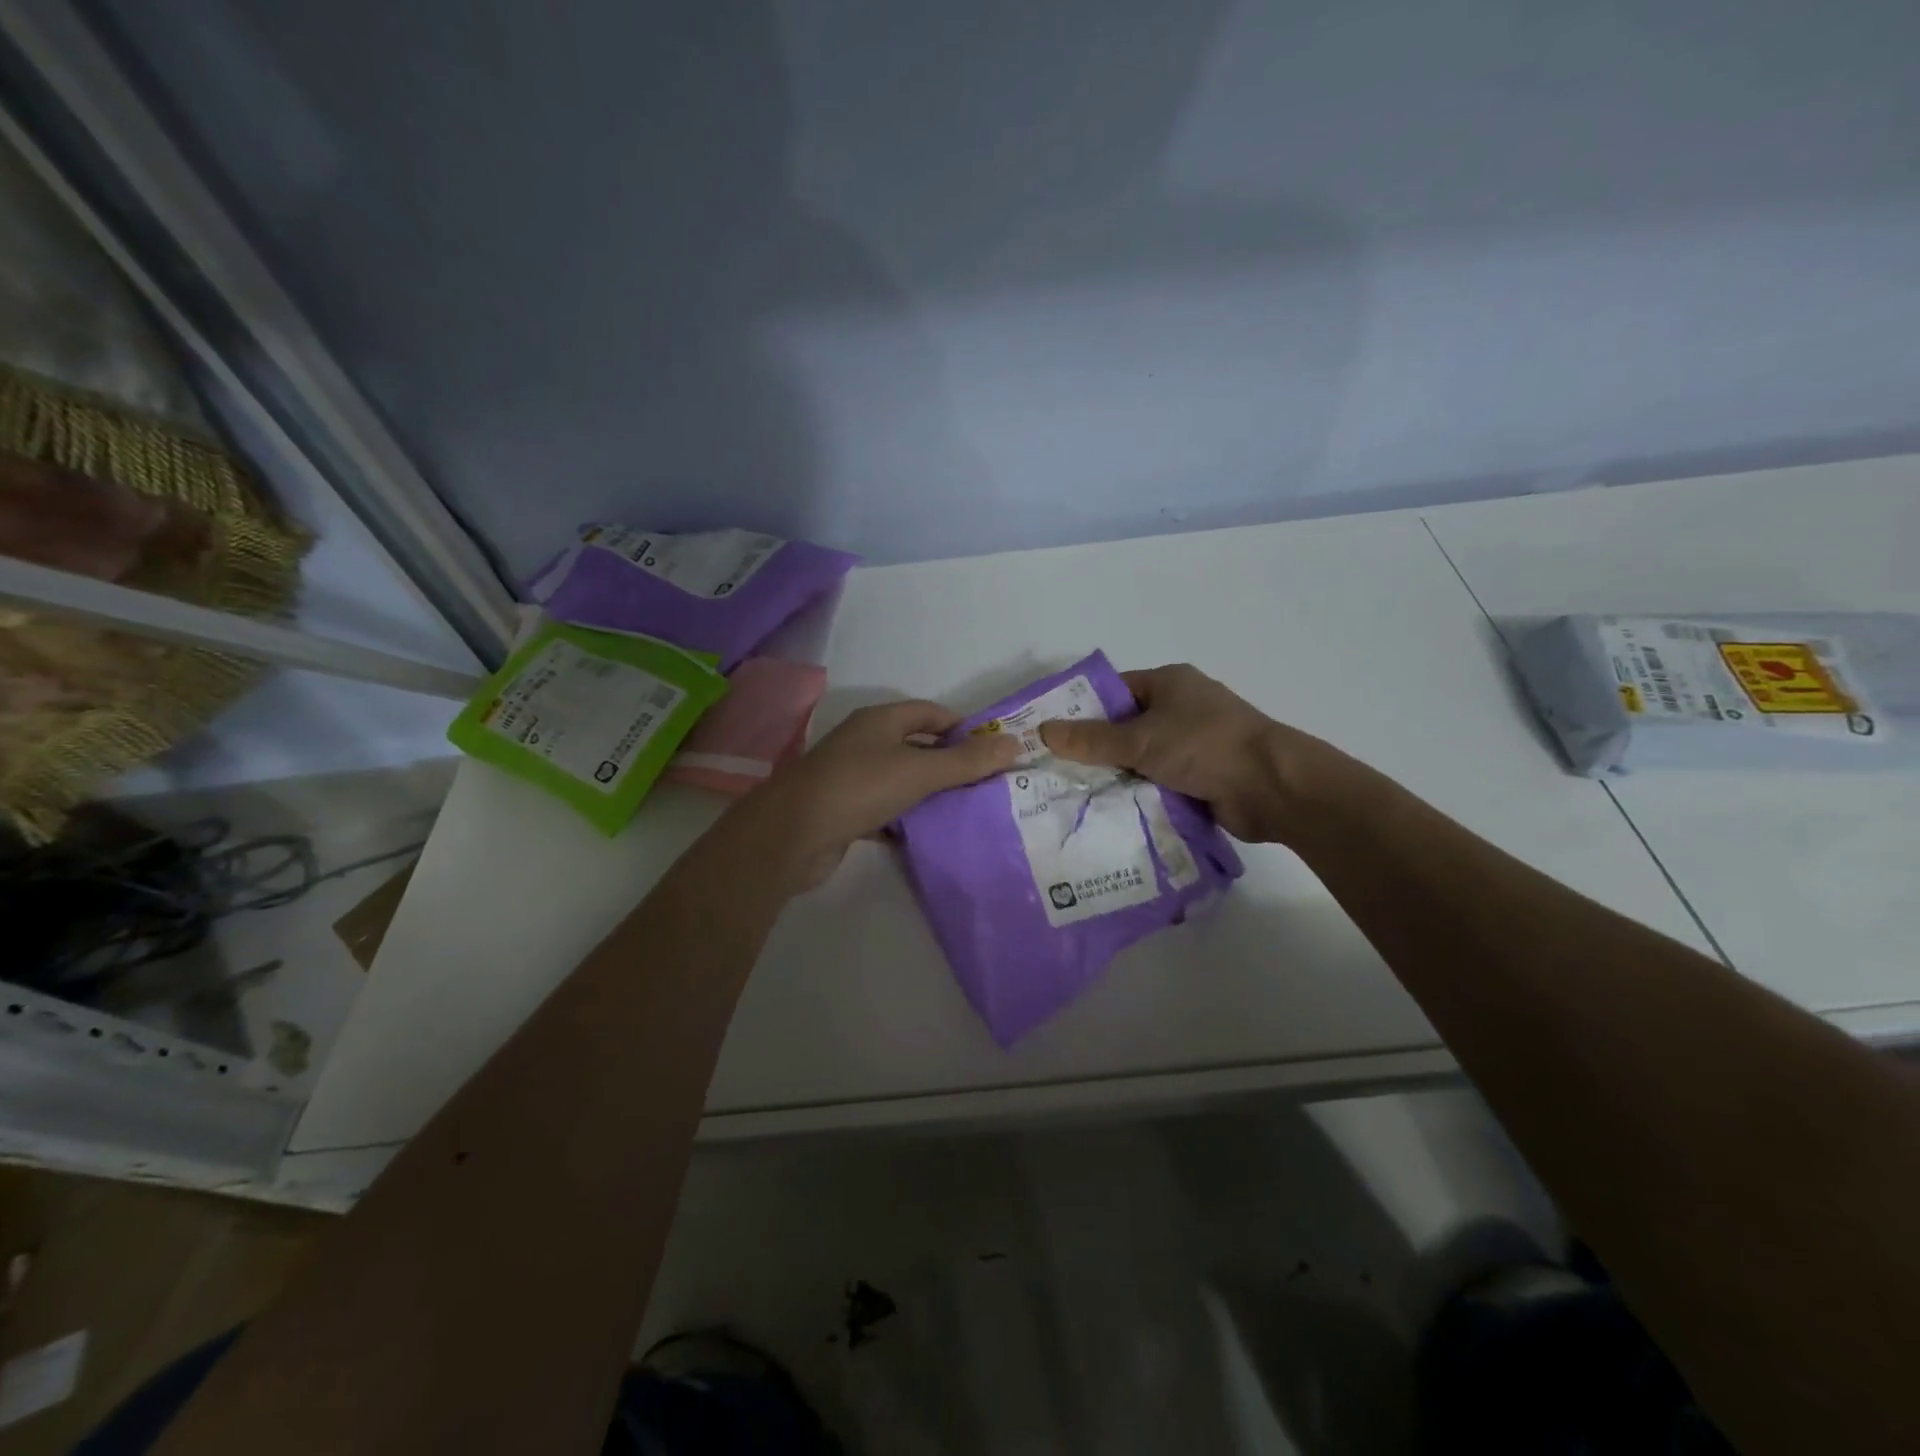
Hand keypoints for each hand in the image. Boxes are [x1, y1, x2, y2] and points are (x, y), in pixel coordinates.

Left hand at [743, 700, 1020, 887]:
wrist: (792, 835)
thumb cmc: (859, 788)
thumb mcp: (919, 771)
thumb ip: (966, 761)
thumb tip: (1014, 744)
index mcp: (880, 721)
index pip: (931, 713)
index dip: (963, 727)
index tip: (992, 751)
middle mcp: (864, 742)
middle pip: (916, 746)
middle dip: (949, 763)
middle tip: (985, 784)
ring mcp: (851, 777)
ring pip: (901, 779)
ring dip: (928, 793)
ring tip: (965, 810)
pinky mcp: (844, 810)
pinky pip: (884, 810)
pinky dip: (905, 820)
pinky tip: (927, 836)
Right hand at [1039, 664, 1335, 842]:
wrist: (1271, 787)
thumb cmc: (1204, 746)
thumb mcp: (1140, 739)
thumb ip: (1091, 739)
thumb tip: (1042, 730)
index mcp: (1169, 684)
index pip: (1114, 692)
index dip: (1083, 710)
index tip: (1051, 736)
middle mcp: (1182, 709)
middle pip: (1127, 728)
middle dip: (1097, 750)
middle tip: (1057, 772)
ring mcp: (1195, 744)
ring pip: (1143, 759)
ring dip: (1120, 776)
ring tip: (1076, 797)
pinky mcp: (1204, 776)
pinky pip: (1161, 782)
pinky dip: (1142, 794)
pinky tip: (1112, 812)